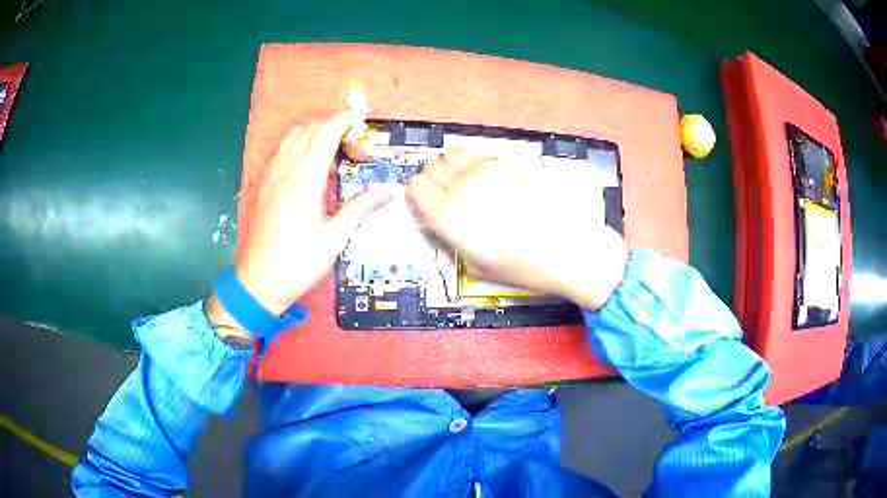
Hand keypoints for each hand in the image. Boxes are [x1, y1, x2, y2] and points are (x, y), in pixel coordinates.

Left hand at [206, 112, 390, 340]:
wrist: (259, 281)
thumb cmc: (298, 263)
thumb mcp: (335, 239)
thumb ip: (359, 209)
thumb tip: (385, 194)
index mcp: (305, 178)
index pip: (326, 132)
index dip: (345, 121)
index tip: (361, 122)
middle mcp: (285, 168)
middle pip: (311, 129)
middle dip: (335, 129)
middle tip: (354, 153)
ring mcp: (270, 174)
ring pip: (294, 136)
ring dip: (316, 135)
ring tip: (333, 157)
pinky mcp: (263, 183)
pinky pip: (282, 150)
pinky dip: (300, 145)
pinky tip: (309, 169)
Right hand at [406, 149, 627, 309]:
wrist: (569, 249)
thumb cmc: (523, 266)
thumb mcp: (476, 263)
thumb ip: (450, 236)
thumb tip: (438, 220)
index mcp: (449, 213)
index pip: (415, 186)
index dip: (420, 195)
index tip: (428, 204)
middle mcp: (464, 184)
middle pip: (433, 166)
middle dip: (436, 179)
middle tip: (449, 195)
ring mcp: (489, 169)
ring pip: (455, 154)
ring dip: (455, 168)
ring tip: (470, 184)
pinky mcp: (511, 161)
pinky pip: (483, 156)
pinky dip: (479, 165)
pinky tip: (494, 181)